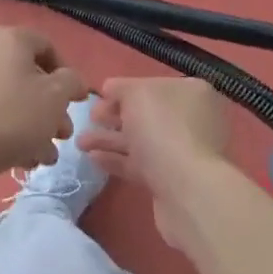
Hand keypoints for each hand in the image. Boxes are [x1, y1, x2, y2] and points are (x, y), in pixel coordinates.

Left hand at [0, 27, 88, 190]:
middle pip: (28, 77)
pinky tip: (20, 159)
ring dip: (33, 126)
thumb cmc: (11, 117)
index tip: (75, 101)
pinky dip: (7, 129)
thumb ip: (71, 82)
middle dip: (51, 109)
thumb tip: (71, 79)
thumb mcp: (55, 97)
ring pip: (9, 98)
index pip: (47, 46)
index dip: (67, 74)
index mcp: (9, 39)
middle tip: (62, 135)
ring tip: (44, 156)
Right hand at [76, 76, 231, 206]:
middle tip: (89, 120)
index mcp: (191, 93)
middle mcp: (192, 119)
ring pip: (141, 140)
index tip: (99, 98)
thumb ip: (121, 87)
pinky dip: (117, 160)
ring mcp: (184, 151)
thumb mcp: (135, 93)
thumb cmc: (162, 128)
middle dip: (114, 117)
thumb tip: (111, 90)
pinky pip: (140, 164)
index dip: (123, 91)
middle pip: (146, 114)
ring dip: (110, 139)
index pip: (152, 86)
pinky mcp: (172, 178)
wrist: (185, 188)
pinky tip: (93, 159)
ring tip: (80, 142)